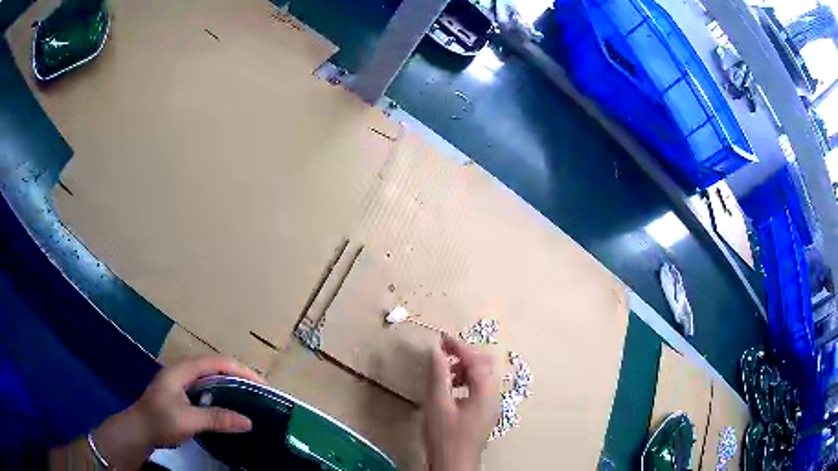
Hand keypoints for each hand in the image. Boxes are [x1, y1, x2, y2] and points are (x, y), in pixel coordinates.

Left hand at [91, 355, 262, 469]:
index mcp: (182, 370)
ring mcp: (181, 382)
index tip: (262, 384)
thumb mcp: (188, 420)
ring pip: (211, 377)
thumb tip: (249, 422)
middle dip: (239, 375)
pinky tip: (229, 406)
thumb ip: (217, 418)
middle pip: (215, 366)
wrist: (138, 430)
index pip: (217, 362)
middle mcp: (183, 371)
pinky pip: (206, 389)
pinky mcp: (181, 394)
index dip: (241, 370)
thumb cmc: (160, 421)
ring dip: (231, 384)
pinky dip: (222, 394)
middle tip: (260, 391)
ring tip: (249, 397)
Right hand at [424, 335, 498, 470]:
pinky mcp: (484, 413)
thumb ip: (438, 376)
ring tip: (443, 371)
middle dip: (464, 355)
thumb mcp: (437, 404)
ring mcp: (490, 405)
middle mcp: (493, 395)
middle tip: (442, 352)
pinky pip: (478, 388)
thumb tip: (437, 352)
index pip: (476, 360)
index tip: (441, 338)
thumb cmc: (445, 436)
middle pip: (484, 365)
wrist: (454, 464)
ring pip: (482, 377)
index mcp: (486, 391)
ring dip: (464, 368)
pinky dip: (465, 381)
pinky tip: (450, 388)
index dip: (459, 346)